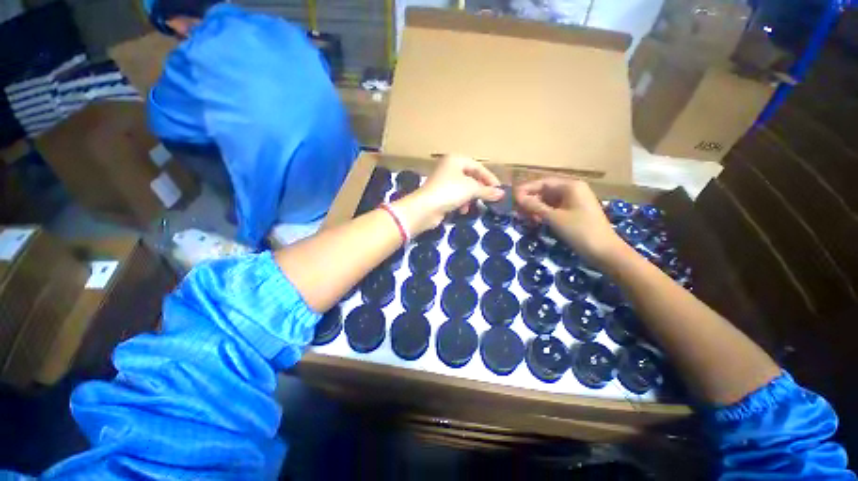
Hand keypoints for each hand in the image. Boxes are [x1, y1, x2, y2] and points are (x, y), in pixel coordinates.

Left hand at [398, 155, 503, 233]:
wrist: (425, 208)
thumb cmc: (449, 191)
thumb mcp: (471, 189)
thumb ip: (487, 191)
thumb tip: (502, 193)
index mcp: (456, 160)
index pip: (478, 166)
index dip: (490, 178)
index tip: (499, 189)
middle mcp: (449, 168)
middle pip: (471, 177)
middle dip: (480, 189)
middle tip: (491, 198)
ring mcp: (443, 182)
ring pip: (463, 188)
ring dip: (471, 198)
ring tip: (474, 205)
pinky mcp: (439, 195)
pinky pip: (456, 197)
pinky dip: (461, 203)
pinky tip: (462, 210)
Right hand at [515, 177, 624, 262]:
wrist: (604, 251)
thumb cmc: (579, 231)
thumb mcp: (553, 218)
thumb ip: (534, 206)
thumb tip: (517, 198)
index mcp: (571, 186)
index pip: (542, 182)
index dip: (526, 189)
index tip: (512, 198)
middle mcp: (573, 190)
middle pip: (545, 191)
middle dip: (530, 200)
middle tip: (516, 210)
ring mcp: (574, 201)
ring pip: (549, 200)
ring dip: (535, 208)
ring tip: (523, 217)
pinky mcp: (574, 212)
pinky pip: (555, 208)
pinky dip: (544, 213)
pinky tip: (535, 221)